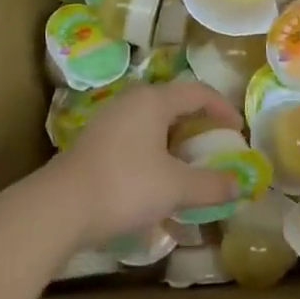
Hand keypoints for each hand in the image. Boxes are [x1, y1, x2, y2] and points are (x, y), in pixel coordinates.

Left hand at [32, 81, 241, 251]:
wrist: (59, 207)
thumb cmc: (125, 186)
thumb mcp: (175, 187)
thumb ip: (211, 185)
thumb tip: (240, 185)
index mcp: (153, 100)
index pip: (197, 91)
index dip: (222, 108)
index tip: (238, 130)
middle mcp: (130, 101)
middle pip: (173, 103)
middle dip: (197, 123)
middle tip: (215, 144)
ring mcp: (108, 120)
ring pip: (151, 121)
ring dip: (174, 139)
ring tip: (188, 164)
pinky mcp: (94, 142)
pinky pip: (134, 137)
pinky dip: (154, 151)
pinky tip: (155, 180)